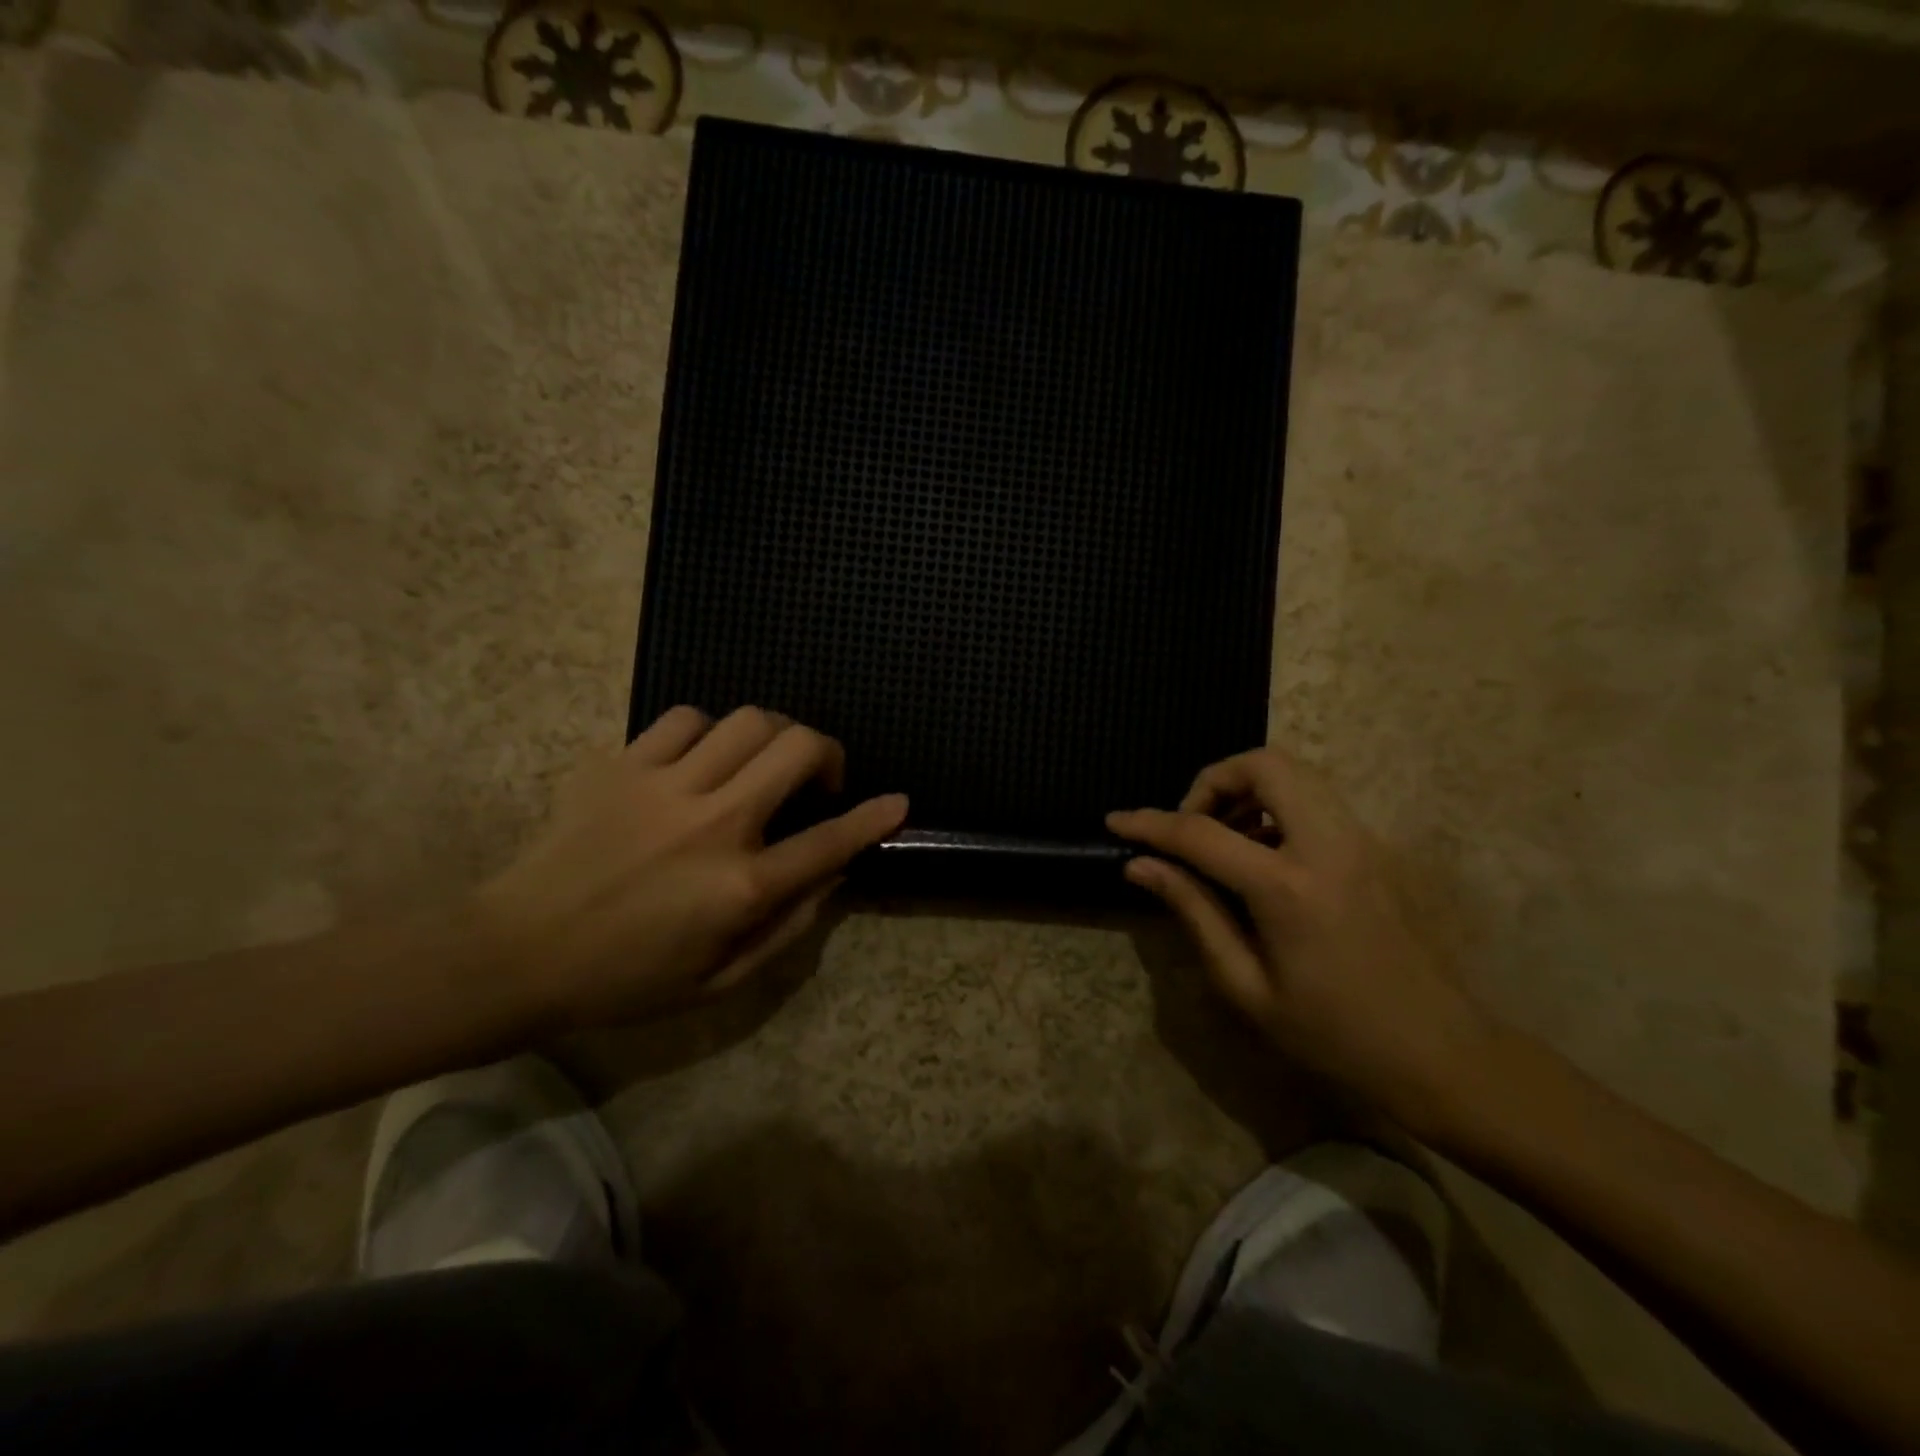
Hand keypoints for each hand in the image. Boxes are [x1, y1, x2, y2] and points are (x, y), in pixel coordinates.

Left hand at [476, 706, 906, 1029]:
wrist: (516, 952)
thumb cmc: (624, 978)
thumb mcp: (718, 980)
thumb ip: (786, 928)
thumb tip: (831, 876)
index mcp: (740, 886)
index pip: (830, 841)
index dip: (874, 818)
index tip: (899, 802)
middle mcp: (713, 824)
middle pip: (796, 748)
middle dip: (827, 752)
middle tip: (818, 778)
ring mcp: (664, 786)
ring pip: (747, 721)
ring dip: (772, 737)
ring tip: (760, 764)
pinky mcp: (621, 765)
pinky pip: (684, 719)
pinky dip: (707, 733)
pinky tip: (699, 760)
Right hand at [1108, 746, 1496, 1135]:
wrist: (1441, 1054)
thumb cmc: (1333, 1034)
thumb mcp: (1246, 985)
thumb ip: (1193, 911)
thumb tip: (1141, 865)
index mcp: (1289, 888)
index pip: (1201, 833)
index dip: (1150, 824)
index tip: (1116, 821)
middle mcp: (1329, 845)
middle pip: (1265, 765)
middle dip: (1214, 781)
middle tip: (1191, 826)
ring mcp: (1361, 841)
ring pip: (1295, 774)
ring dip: (1247, 790)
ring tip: (1222, 842)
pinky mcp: (1375, 849)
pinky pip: (1316, 799)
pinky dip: (1276, 805)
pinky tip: (1261, 856)